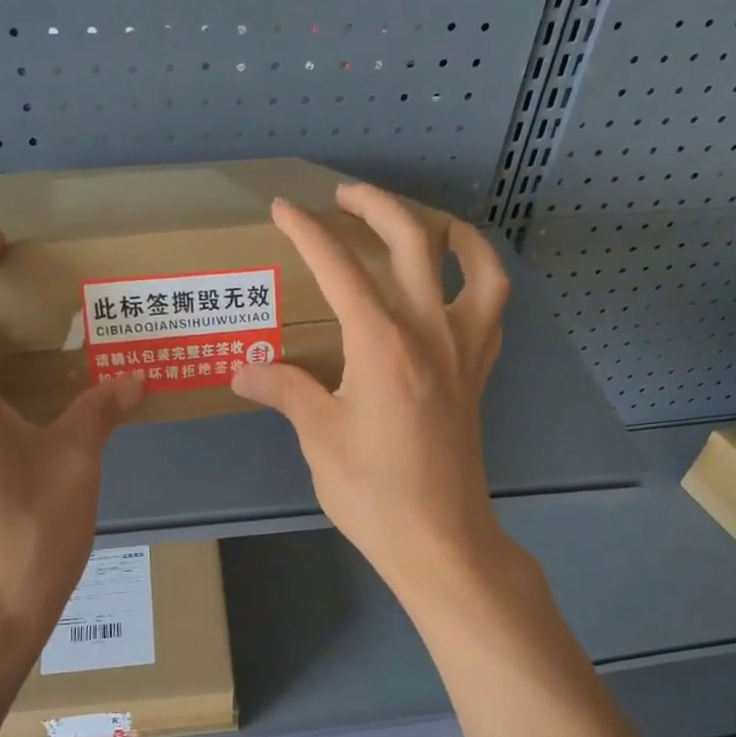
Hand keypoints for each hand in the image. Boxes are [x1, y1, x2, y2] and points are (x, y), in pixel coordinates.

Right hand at [231, 185, 510, 601]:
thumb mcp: (318, 437)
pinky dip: (479, 282)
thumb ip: (284, 390)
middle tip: (345, 197)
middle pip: (414, 242)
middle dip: (377, 206)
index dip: (309, 232)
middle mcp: (430, 331)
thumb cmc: (373, 491)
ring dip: (452, 233)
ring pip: (476, 267)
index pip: (340, 267)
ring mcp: (464, 351)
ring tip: (427, 224)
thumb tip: (244, 369)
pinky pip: (492, 311)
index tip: (284, 209)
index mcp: (382, 342)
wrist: (439, 539)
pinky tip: (454, 288)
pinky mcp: (478, 375)